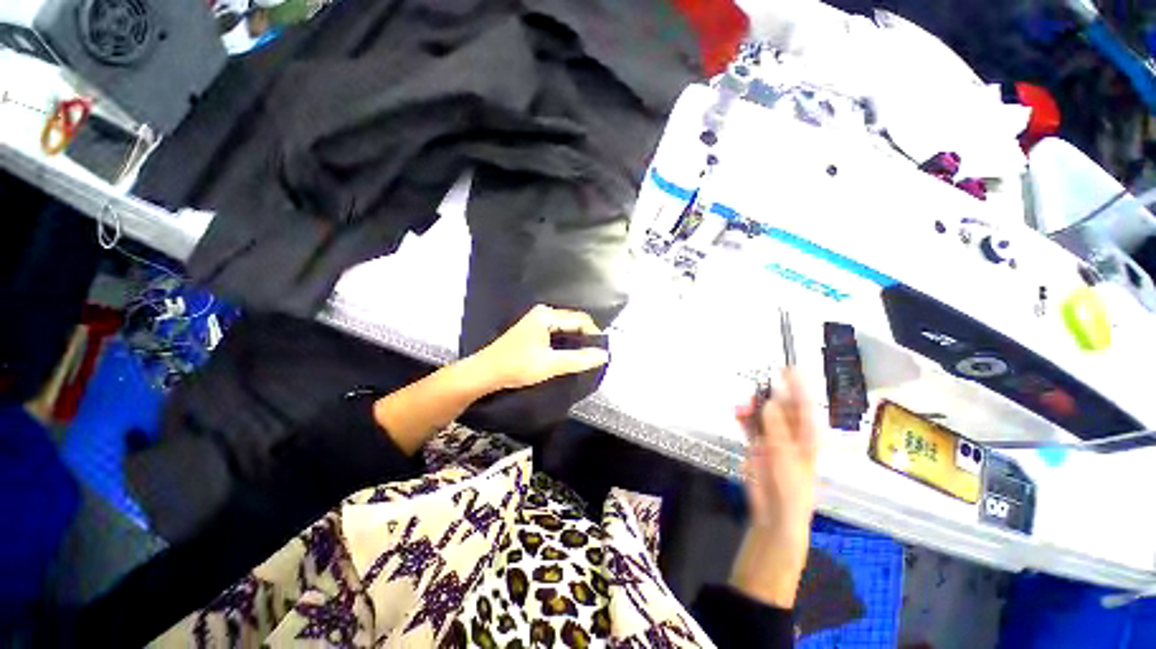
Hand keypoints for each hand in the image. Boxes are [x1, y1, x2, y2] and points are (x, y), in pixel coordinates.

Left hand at [468, 305, 610, 391]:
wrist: (485, 373)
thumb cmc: (517, 367)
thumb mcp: (550, 365)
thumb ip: (578, 359)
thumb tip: (603, 355)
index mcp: (547, 315)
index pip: (580, 319)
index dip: (594, 334)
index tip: (602, 351)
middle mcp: (543, 312)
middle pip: (573, 320)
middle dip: (586, 336)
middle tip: (596, 354)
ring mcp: (536, 320)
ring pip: (565, 326)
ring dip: (576, 339)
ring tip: (586, 355)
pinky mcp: (533, 329)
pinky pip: (557, 331)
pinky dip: (566, 341)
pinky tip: (570, 353)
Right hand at [729, 369, 818, 608]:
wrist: (774, 514)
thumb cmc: (791, 490)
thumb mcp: (786, 459)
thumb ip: (777, 430)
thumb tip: (768, 403)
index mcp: (807, 436)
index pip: (804, 406)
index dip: (798, 387)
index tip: (787, 369)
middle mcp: (790, 432)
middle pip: (779, 406)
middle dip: (766, 396)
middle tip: (753, 393)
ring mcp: (772, 437)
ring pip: (761, 414)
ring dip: (750, 407)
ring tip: (740, 406)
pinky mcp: (757, 444)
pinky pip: (749, 425)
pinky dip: (742, 418)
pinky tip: (736, 413)